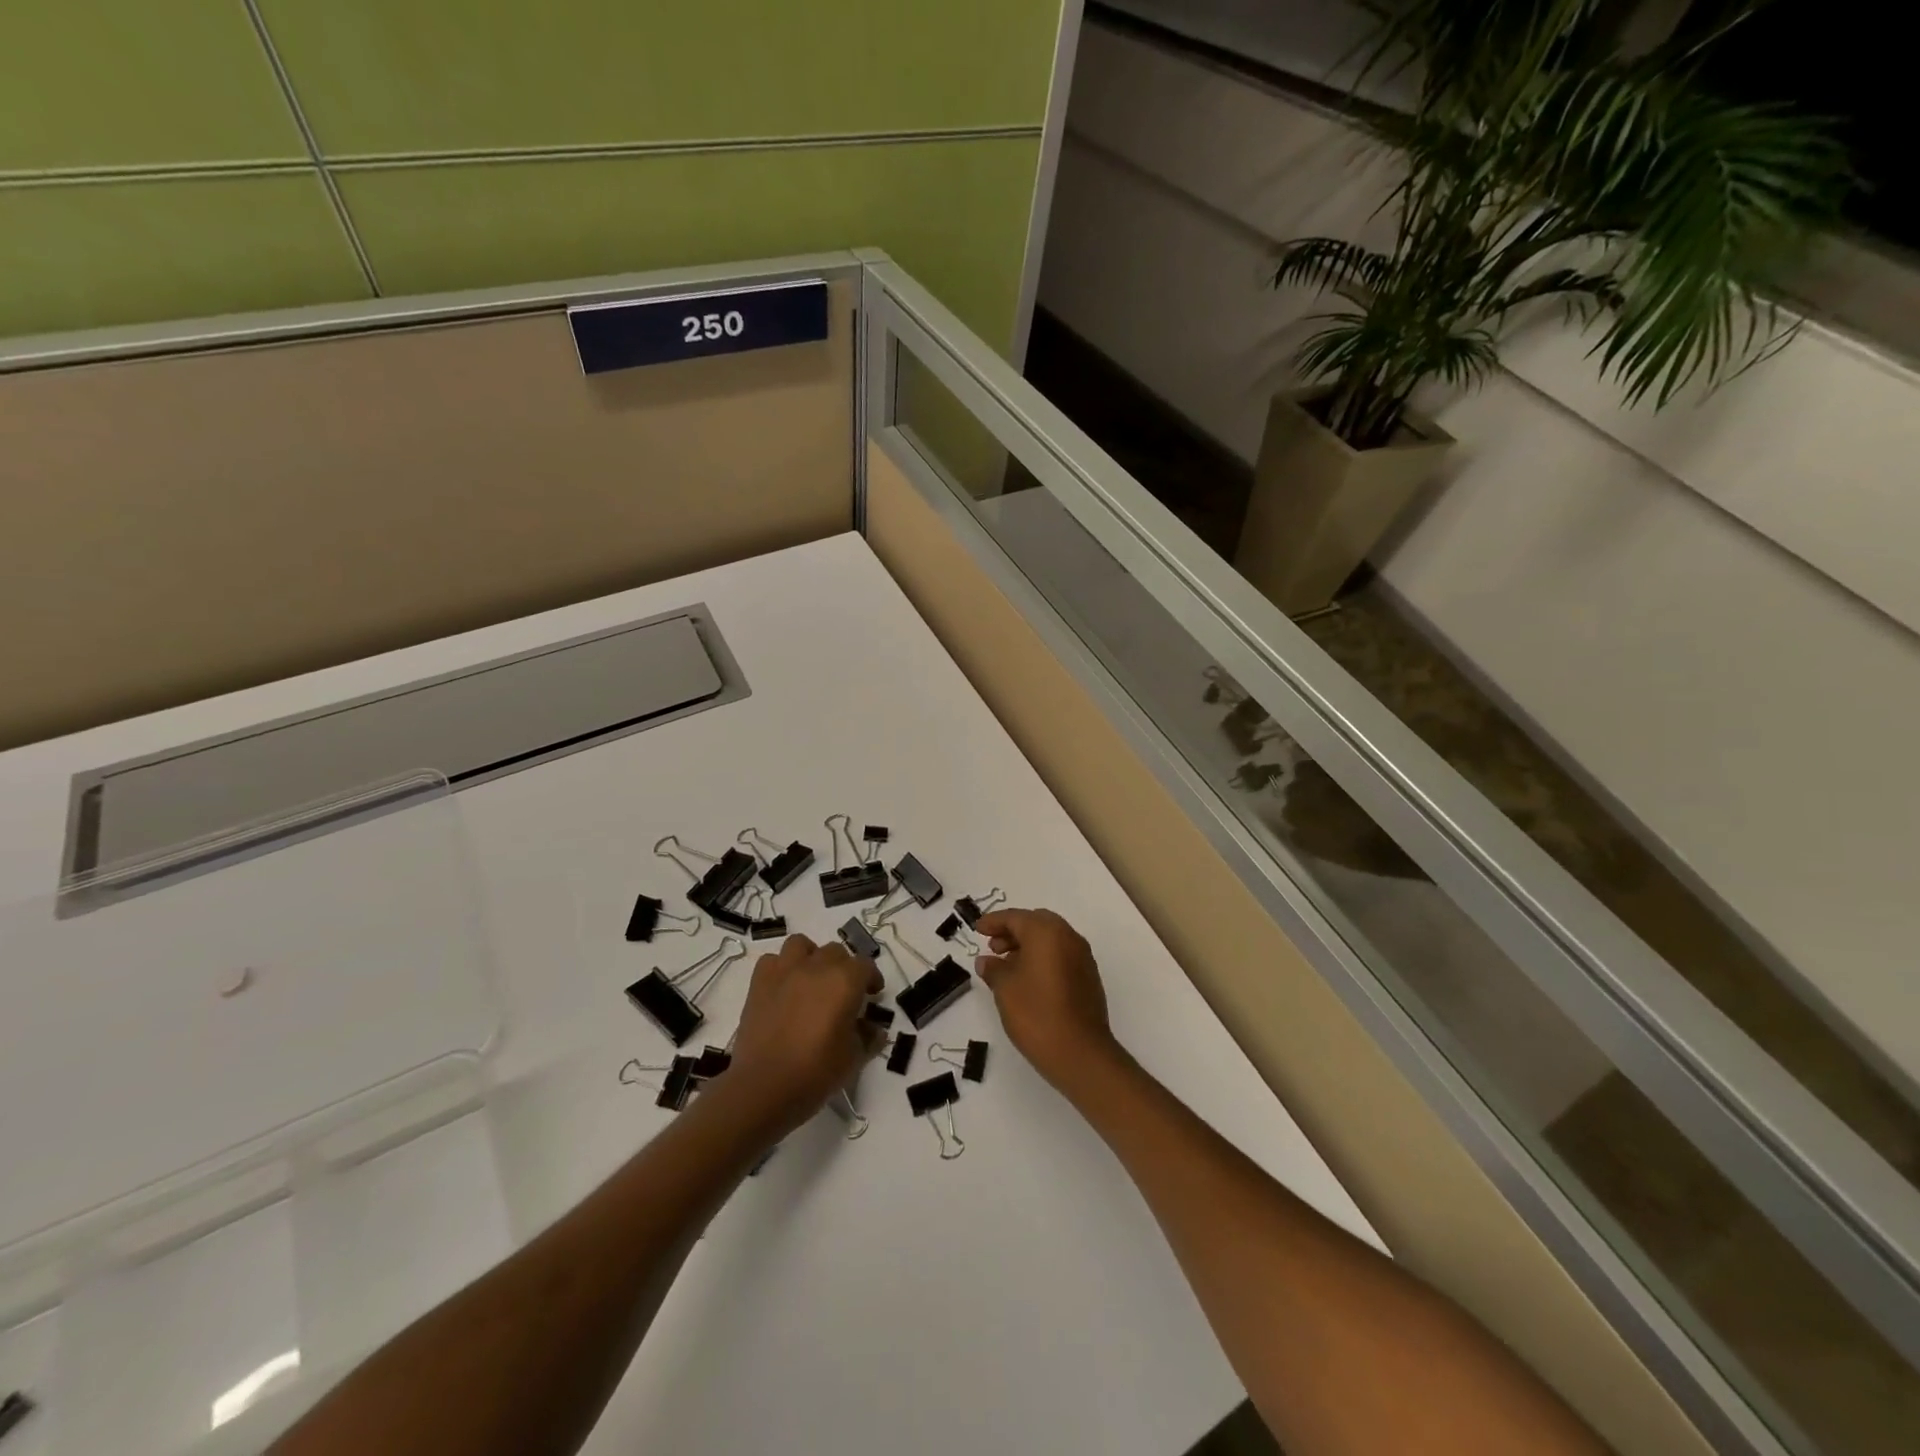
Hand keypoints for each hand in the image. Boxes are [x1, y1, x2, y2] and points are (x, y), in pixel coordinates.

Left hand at [719, 934, 883, 1136]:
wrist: (764, 1087)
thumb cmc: (816, 1072)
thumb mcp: (854, 1058)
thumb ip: (868, 1037)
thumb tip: (875, 1029)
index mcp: (845, 981)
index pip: (865, 966)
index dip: (871, 979)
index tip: (871, 996)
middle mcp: (816, 967)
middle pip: (836, 952)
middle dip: (843, 968)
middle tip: (842, 993)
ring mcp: (785, 971)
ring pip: (802, 945)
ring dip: (811, 957)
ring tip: (811, 980)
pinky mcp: (759, 983)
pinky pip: (773, 961)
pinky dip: (781, 969)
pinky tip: (784, 989)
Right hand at [974, 909, 1122, 1093]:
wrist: (1080, 1052)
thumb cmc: (1036, 1013)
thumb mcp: (1005, 989)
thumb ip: (993, 969)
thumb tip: (986, 960)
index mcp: (1046, 932)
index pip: (1015, 917)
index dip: (993, 922)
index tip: (977, 929)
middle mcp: (1068, 937)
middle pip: (1036, 923)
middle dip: (1012, 931)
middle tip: (993, 947)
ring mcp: (1082, 956)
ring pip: (1051, 939)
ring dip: (1028, 945)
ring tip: (1006, 966)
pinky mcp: (1088, 976)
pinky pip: (1061, 955)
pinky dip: (1043, 958)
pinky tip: (1028, 979)